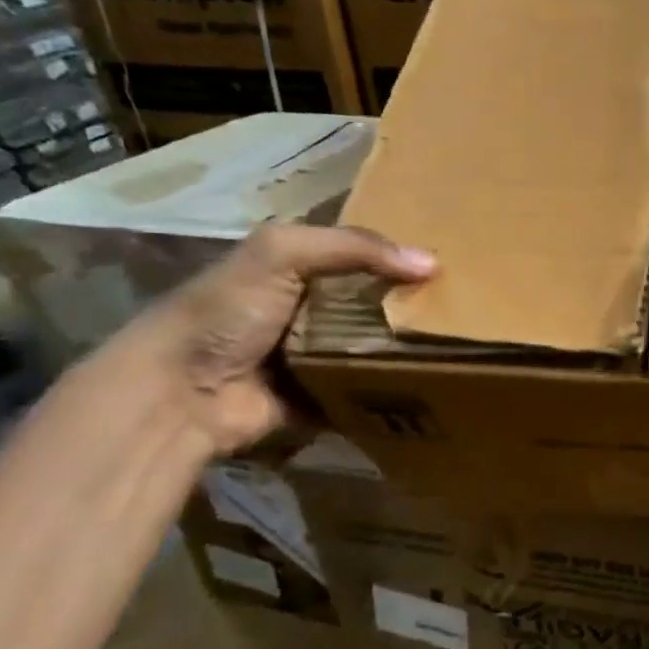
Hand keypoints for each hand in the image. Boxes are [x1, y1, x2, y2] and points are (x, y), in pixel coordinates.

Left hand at [117, 224, 436, 454]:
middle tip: (468, 308)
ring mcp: (318, 358)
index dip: (400, 256)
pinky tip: (441, 381)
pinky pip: (371, 391)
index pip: (362, 256)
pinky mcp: (325, 400)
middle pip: (377, 304)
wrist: (179, 394)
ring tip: (465, 345)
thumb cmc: (226, 313)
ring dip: (411, 349)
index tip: (452, 262)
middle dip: (414, 306)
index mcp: (298, 270)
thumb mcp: (281, 255)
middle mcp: (311, 312)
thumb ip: (352, 248)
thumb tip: (431, 263)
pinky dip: (397, 389)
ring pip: (379, 348)